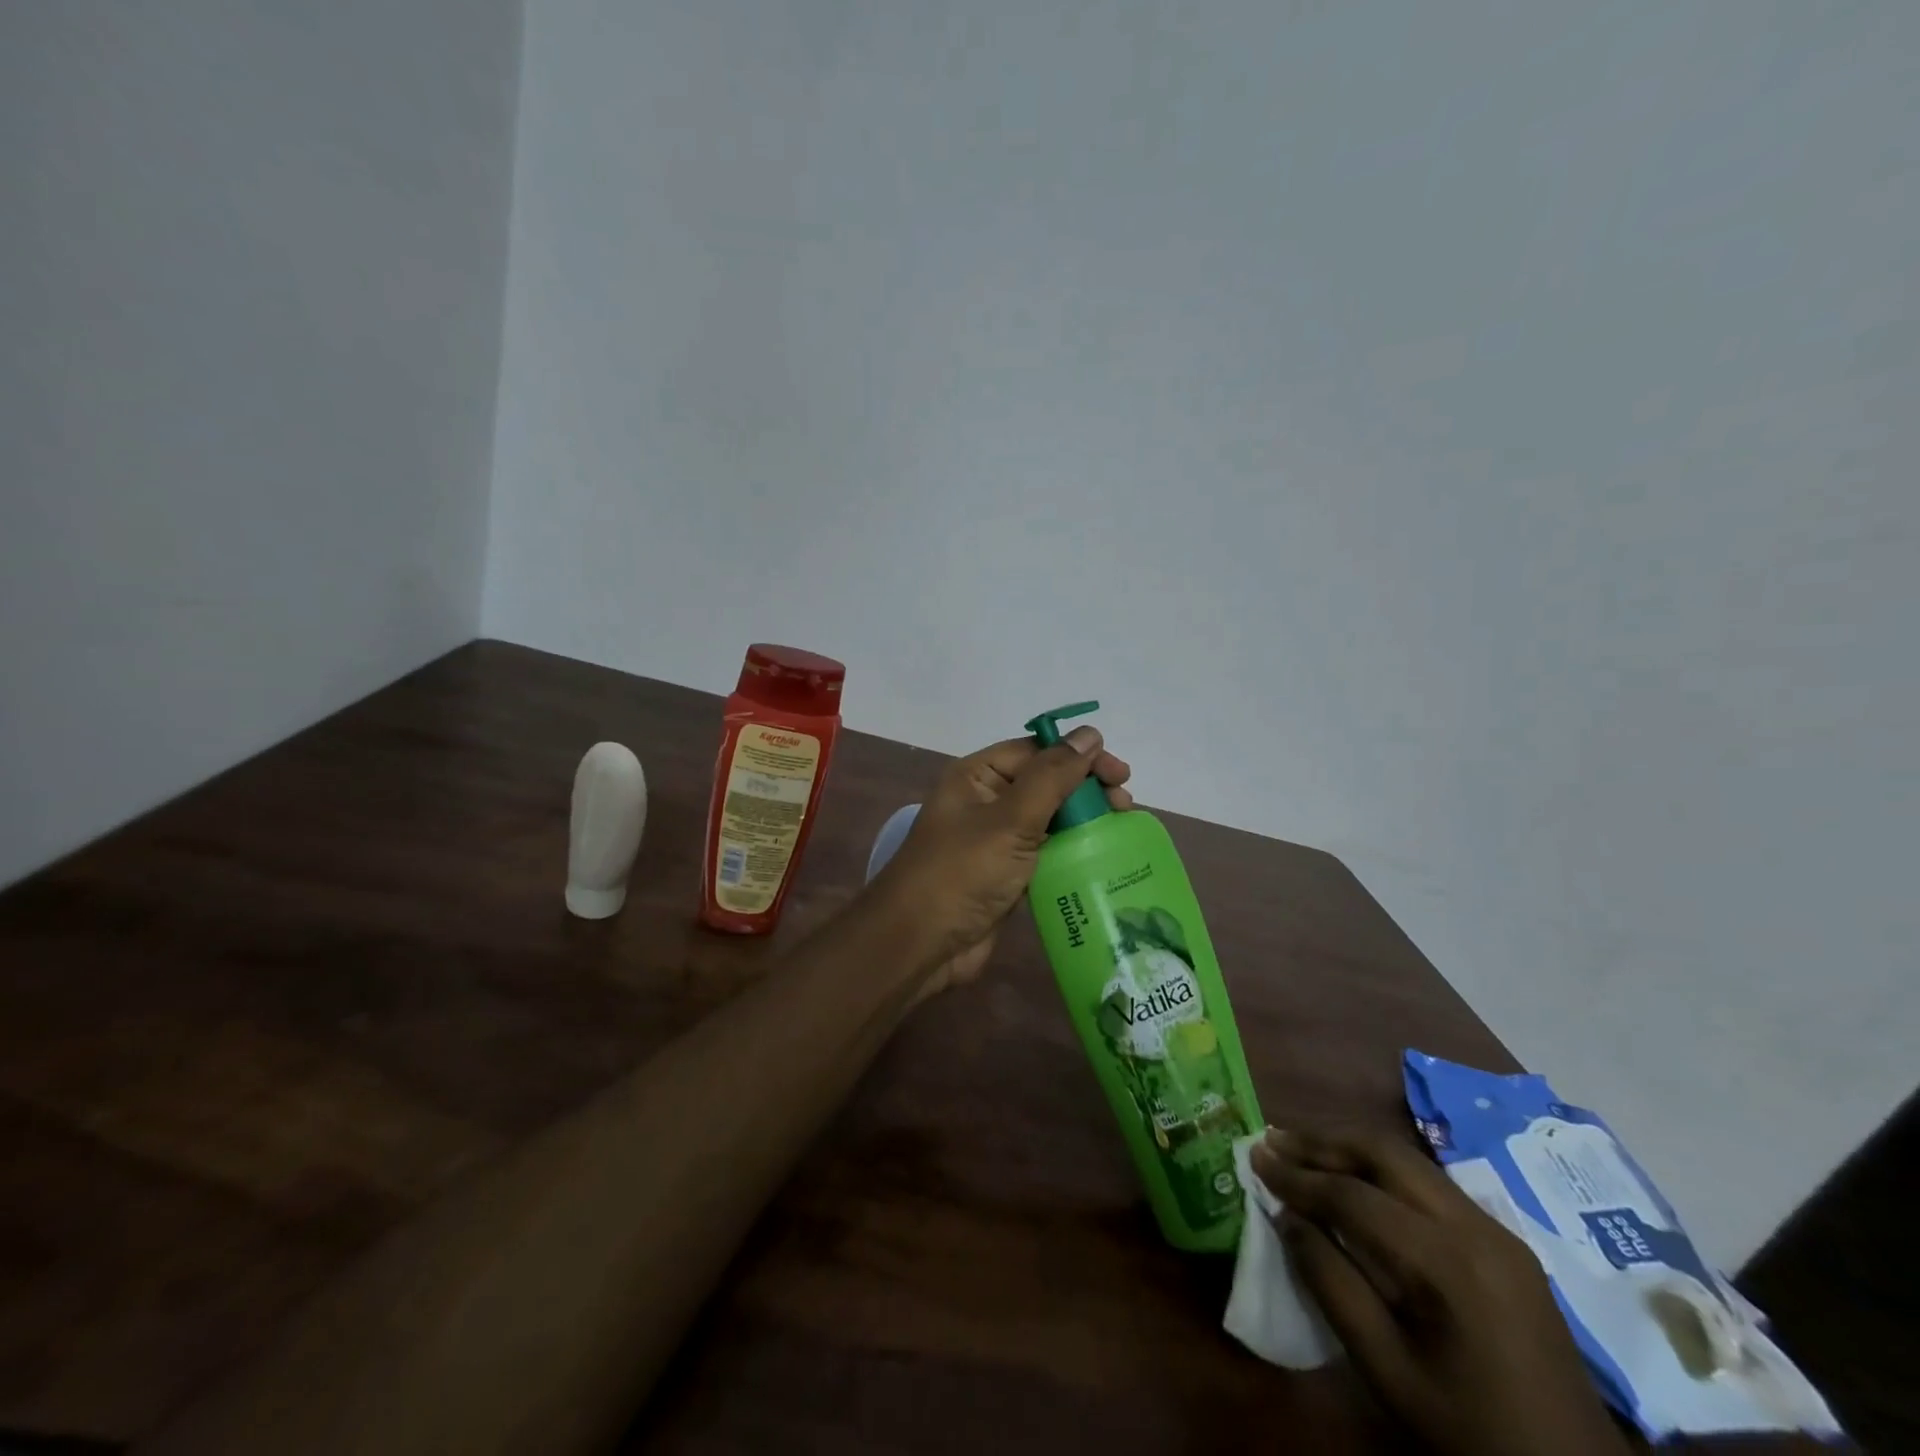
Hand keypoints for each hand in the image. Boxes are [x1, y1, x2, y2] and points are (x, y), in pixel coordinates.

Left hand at [869, 725, 1131, 996]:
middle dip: (1086, 788)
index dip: (1079, 756)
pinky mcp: (1007, 874)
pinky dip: (1073, 851)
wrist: (921, 944)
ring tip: (1121, 828)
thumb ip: (1053, 776)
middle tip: (1125, 805)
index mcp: (978, 776)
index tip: (1119, 774)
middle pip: (1046, 782)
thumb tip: (1090, 734)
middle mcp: (986, 801)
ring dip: (1083, 819)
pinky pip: (1046, 852)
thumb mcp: (1010, 819)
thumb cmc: (962, 872)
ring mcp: (996, 840)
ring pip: (1049, 818)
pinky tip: (1102, 857)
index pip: (1036, 751)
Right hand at [1250, 1128, 1633, 1455]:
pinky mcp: (1504, 1242)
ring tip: (1302, 1149)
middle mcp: (1476, 1227)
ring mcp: (1497, 1230)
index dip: (1297, 1176)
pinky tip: (1355, 1181)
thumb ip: (1332, 1285)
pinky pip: (1429, 1183)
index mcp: (1448, 1263)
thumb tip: (1287, 1217)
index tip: (1254, 1157)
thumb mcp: (1388, 1372)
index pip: (1353, 1195)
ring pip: (1408, 1159)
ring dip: (1350, 1148)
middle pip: (1384, 1152)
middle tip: (1274, 1139)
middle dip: (1322, 1140)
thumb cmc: (1470, 1432)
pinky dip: (1381, 1170)